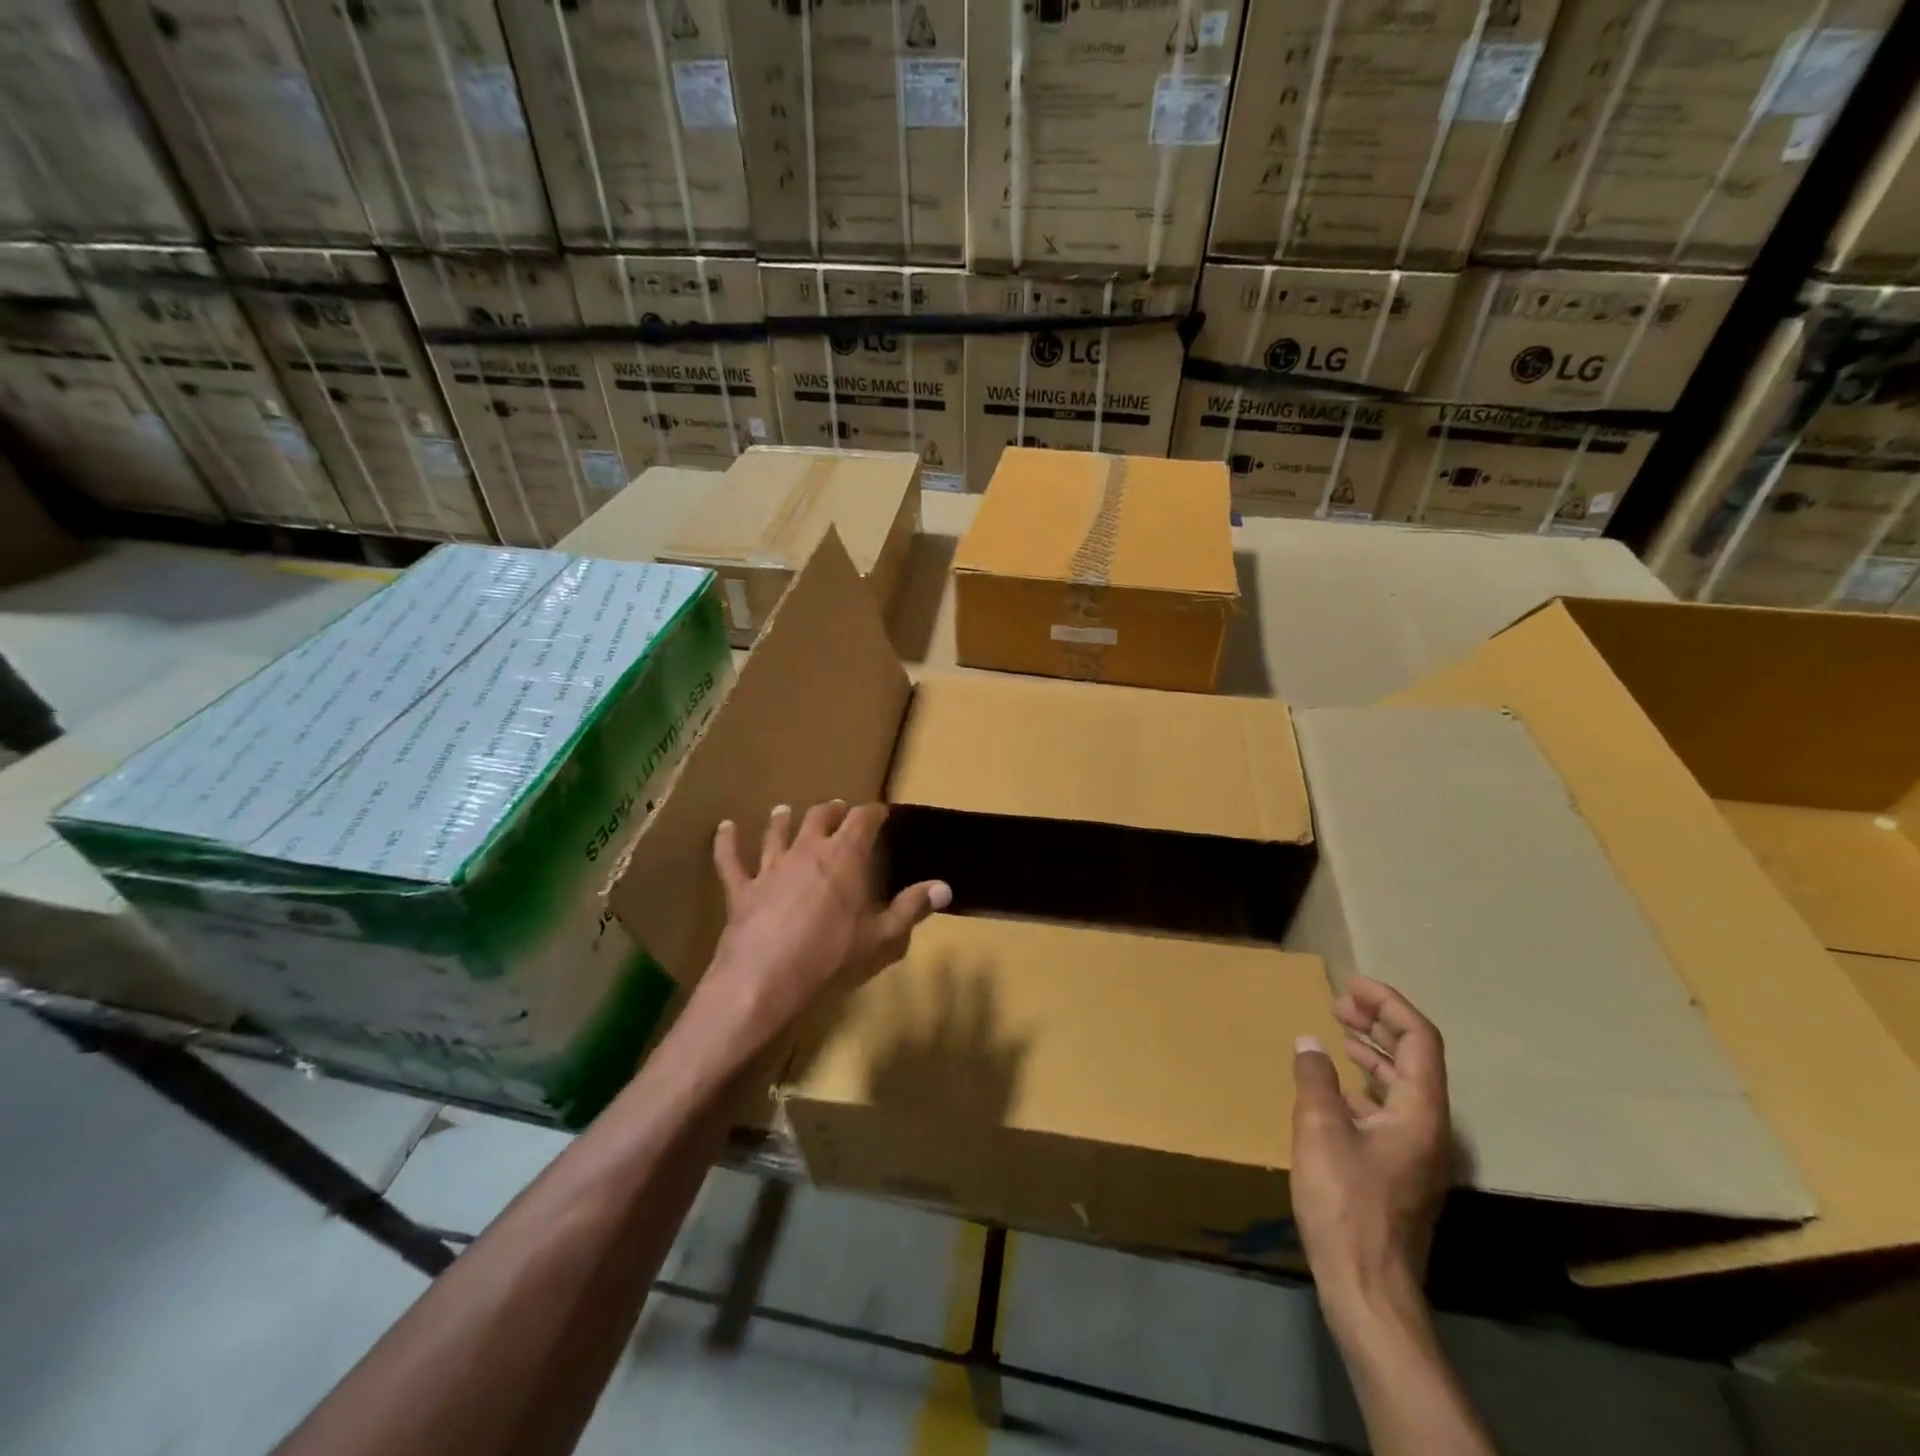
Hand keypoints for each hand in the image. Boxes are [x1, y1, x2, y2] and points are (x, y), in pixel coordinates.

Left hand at [694, 801, 950, 1057]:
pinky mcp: (742, 888)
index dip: (873, 812)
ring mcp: (771, 867)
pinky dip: (727, 842)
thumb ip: (912, 907)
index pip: (863, 820)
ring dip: (783, 820)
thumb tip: (945, 887)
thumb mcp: (881, 936)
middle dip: (831, 811)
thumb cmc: (832, 956)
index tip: (880, 810)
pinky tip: (724, 827)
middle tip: (837, 808)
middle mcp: (807, 850)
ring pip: (777, 832)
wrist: (767, 979)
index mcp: (845, 857)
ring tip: (785, 810)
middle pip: (819, 818)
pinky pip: (730, 859)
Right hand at [1290, 978, 1452, 1333]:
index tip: (1352, 985)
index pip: (1418, 1039)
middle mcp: (1430, 1128)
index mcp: (1420, 1113)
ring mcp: (1418, 1152)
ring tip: (1338, 1031)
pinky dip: (1365, 1084)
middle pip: (1415, 1058)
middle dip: (1379, 1022)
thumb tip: (1309, 1043)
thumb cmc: (1345, 1203)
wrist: (1368, 1288)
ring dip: (1372, 1051)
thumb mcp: (1319, 1130)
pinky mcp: (1401, 1170)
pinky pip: (1390, 1108)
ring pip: (1403, 1084)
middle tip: (1339, 1001)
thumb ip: (1315, 1079)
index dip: (1388, 1004)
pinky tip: (1336, 1087)